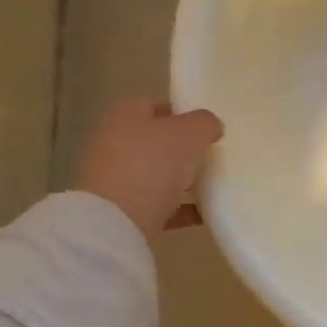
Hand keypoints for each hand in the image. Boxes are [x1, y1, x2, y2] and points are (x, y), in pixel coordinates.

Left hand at [75, 100, 223, 236]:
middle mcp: (115, 143)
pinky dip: (180, 208)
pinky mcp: (122, 210)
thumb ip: (205, 122)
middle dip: (183, 148)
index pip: (156, 105)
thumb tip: (211, 126)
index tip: (208, 128)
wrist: (117, 222)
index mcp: (125, 116)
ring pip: (156, 173)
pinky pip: (158, 204)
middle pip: (156, 141)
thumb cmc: (152, 165)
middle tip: (212, 155)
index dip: (183, 113)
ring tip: (212, 184)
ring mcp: (116, 178)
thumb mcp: (190, 133)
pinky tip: (204, 213)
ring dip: (182, 179)